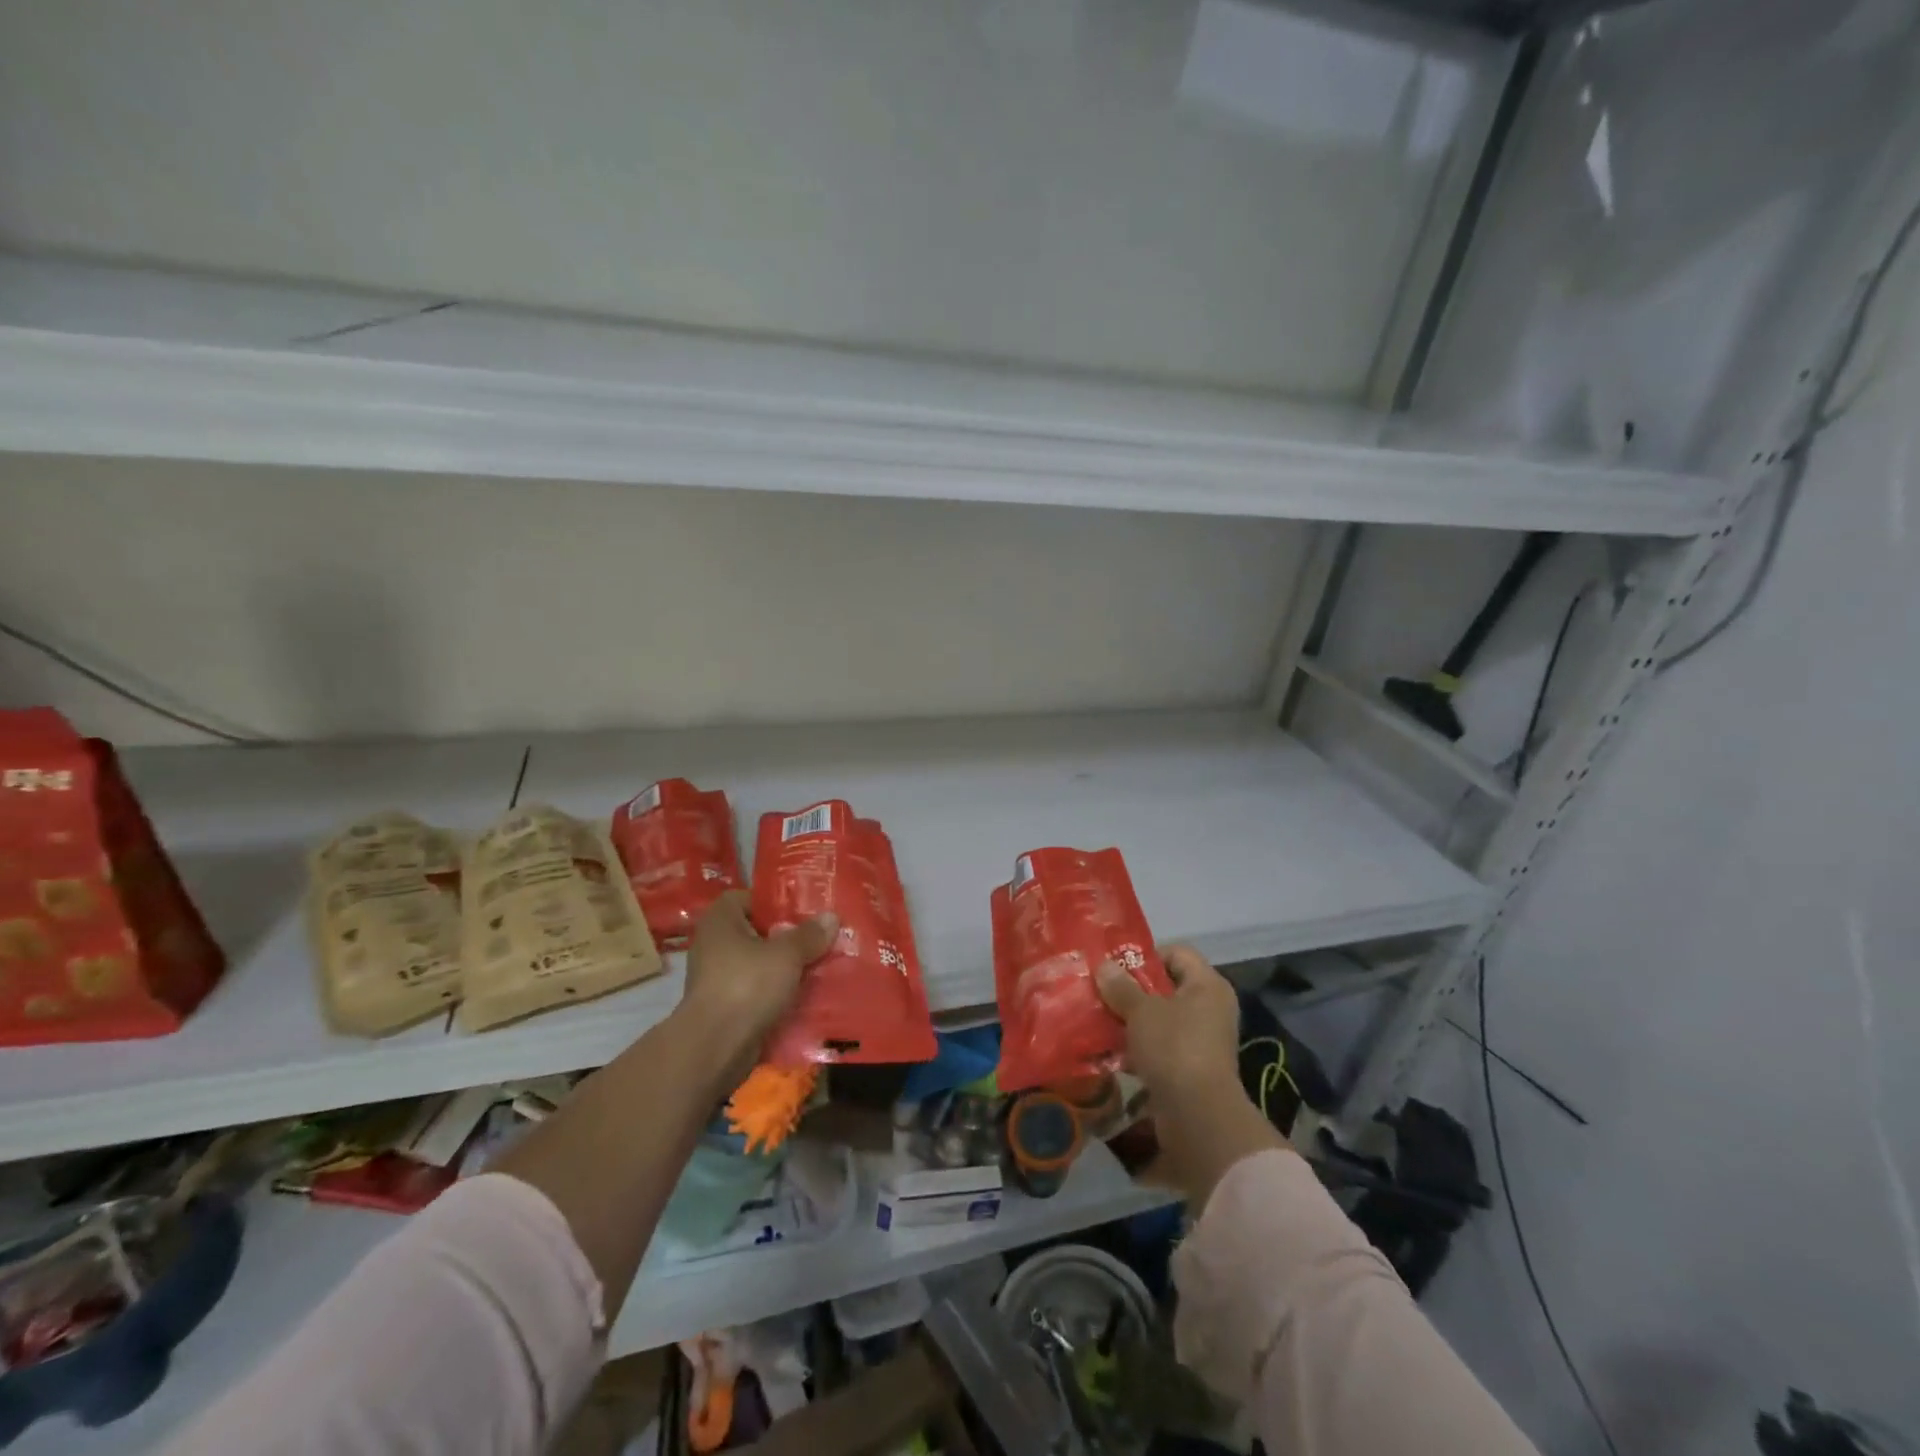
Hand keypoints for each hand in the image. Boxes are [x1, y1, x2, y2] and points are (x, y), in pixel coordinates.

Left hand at [679, 891, 837, 1076]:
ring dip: (787, 968)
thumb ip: (809, 935)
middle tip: (821, 937)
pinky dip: (779, 994)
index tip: (805, 910)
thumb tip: (831, 917)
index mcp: (721, 920)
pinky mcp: (726, 1007)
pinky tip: (808, 995)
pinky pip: (759, 992)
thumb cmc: (747, 985)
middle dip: (789, 937)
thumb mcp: (787, 954)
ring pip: (761, 965)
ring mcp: (718, 978)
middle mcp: (714, 945)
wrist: (715, 1047)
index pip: (749, 898)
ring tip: (822, 965)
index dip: (776, 902)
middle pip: (758, 932)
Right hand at [1097, 945, 1289, 1203]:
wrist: (1197, 1117)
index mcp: (1208, 985)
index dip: (1147, 955)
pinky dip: (1137, 1048)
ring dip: (1132, 1020)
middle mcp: (1210, 1009)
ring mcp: (1202, 1041)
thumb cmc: (1174, 1048)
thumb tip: (1104, 965)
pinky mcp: (1190, 1069)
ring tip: (1100, 1020)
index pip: (1178, 953)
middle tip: (1102, 992)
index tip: (1117, 967)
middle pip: (1166, 987)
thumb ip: (1121, 986)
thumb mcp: (1141, 1011)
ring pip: (1160, 1020)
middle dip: (1132, 990)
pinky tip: (1109, 1052)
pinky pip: (1160, 1048)